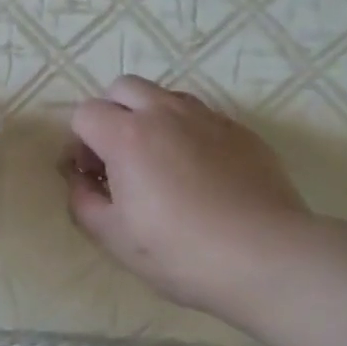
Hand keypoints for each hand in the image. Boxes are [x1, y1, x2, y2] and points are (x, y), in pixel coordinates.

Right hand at [65, 76, 309, 320]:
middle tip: (119, 159)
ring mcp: (209, 118)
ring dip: (150, 120)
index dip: (80, 143)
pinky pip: (202, 118)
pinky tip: (200, 176)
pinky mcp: (242, 132)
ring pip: (166, 97)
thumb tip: (80, 181)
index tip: (91, 175)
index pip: (86, 113)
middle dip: (111, 115)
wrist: (266, 257)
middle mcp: (166, 113)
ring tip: (160, 165)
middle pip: (124, 88)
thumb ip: (83, 201)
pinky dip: (188, 134)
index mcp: (128, 136)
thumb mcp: (115, 238)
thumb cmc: (180, 252)